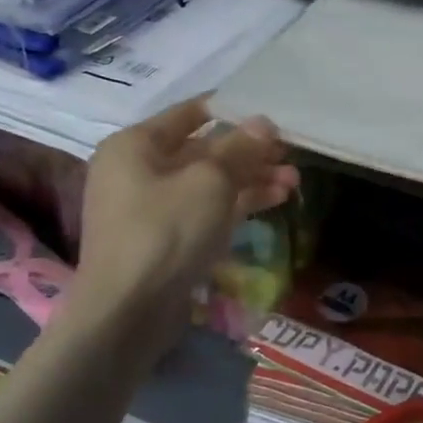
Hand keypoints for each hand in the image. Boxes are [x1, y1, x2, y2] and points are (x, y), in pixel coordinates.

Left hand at [69, 99, 297, 361]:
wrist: (127, 313)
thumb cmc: (165, 231)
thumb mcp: (210, 181)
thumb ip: (240, 148)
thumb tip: (263, 123)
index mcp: (136, 144)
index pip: (192, 112)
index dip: (233, 109)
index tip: (273, 111)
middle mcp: (140, 169)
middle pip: (204, 148)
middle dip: (250, 151)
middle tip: (291, 152)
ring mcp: (152, 206)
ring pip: (211, 181)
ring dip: (252, 178)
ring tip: (294, 181)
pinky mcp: (167, 237)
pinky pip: (207, 208)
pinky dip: (239, 202)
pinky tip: (277, 199)